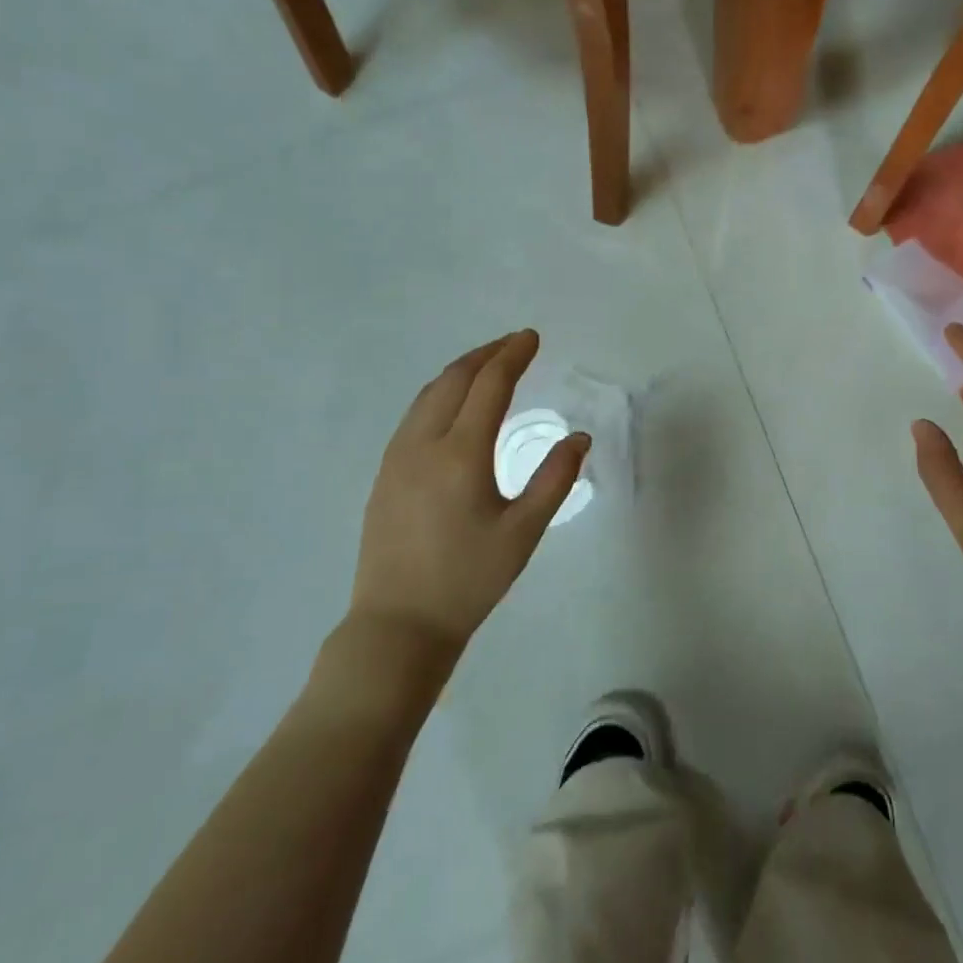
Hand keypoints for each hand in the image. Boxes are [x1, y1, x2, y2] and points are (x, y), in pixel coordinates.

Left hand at [349, 330, 587, 661]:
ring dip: (460, 372)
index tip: (532, 338)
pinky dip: (439, 394)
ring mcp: (397, 458)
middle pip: (453, 380)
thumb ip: (555, 479)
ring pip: (428, 395)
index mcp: (461, 454)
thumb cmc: (469, 580)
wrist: (399, 625)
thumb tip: (578, 437)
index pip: (489, 385)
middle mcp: (423, 444)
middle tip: (514, 345)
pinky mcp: (384, 475)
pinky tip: (452, 407)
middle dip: (486, 354)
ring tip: (487, 366)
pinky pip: (414, 416)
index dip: (512, 356)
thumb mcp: (523, 532)